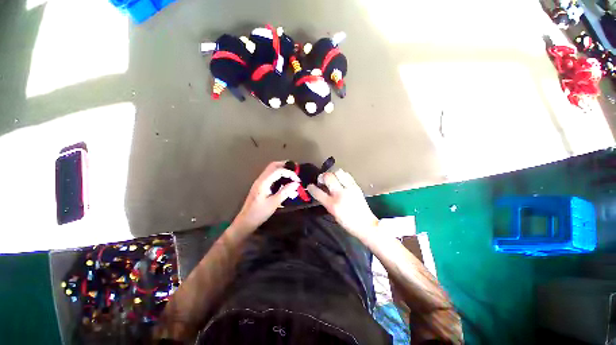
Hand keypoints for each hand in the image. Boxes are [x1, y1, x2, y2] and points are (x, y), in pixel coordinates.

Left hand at [231, 161, 299, 232]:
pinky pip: (271, 176)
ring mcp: (260, 182)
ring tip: (292, 175)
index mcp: (264, 182)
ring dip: (282, 170)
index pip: (278, 171)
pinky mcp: (261, 186)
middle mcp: (261, 179)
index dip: (290, 173)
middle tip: (296, 170)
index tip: (298, 180)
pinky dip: (279, 176)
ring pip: (272, 170)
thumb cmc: (259, 213)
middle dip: (285, 166)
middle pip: (273, 166)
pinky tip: (285, 183)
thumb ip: (285, 192)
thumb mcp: (274, 203)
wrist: (246, 221)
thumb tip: (296, 184)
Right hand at [307, 169, 378, 241]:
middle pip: (328, 177)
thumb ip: (326, 200)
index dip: (311, 188)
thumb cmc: (346, 222)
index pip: (318, 192)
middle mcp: (340, 194)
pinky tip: (341, 180)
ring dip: (332, 174)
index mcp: (332, 204)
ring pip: (338, 172)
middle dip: (322, 176)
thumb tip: (322, 189)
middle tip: (322, 180)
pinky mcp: (356, 186)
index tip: (310, 186)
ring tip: (332, 179)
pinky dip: (341, 175)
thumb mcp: (332, 212)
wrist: (365, 224)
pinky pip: (347, 175)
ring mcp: (349, 189)